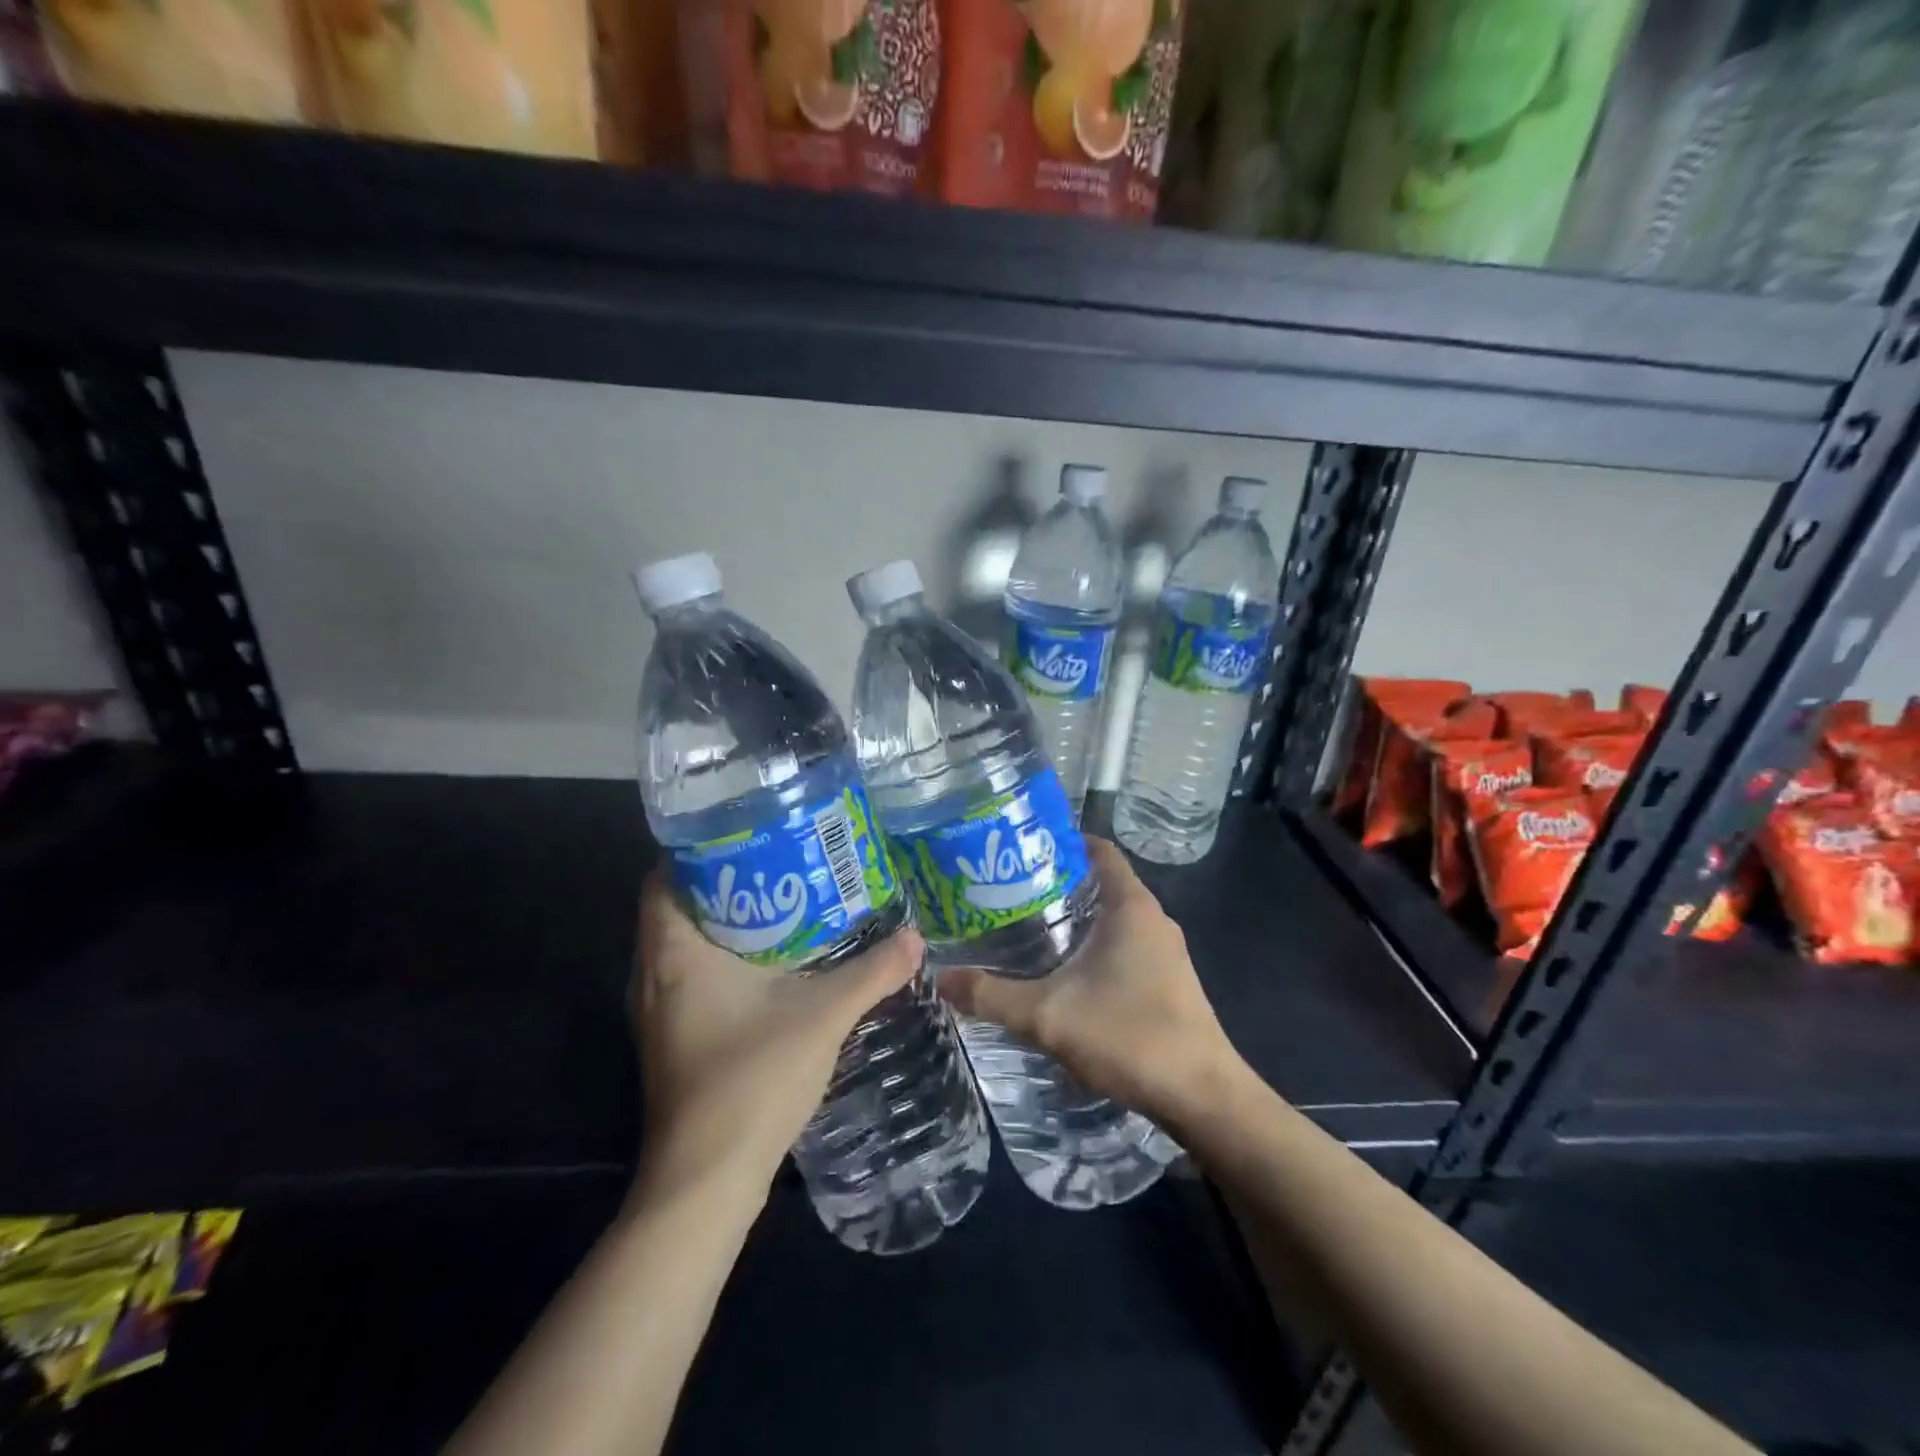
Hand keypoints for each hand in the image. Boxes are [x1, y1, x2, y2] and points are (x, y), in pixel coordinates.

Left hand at [631, 870, 922, 1199]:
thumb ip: (872, 973)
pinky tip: (769, 962)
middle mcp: (652, 974)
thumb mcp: (823, 1016)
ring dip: (723, 920)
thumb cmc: (752, 1081)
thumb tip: (916, 937)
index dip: (701, 849)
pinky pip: (688, 974)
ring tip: (781, 900)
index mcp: (674, 953)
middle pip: (676, 905)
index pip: (665, 875)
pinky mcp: (670, 1037)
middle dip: (724, 880)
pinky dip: (720, 956)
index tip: (750, 833)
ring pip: (682, 943)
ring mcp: (656, 1010)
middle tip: (779, 860)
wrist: (706, 1181)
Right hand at [937, 837, 1239, 1129]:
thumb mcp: (1047, 1015)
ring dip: (1075, 918)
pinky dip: (1093, 946)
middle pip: (1102, 882)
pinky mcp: (1169, 981)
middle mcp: (1153, 919)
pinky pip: (1125, 945)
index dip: (1062, 841)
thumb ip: (990, 995)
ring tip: (1025, 927)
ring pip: (1113, 918)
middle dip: (1057, 882)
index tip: (1020, 848)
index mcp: (1131, 907)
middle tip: (1007, 890)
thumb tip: (939, 978)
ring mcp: (1165, 952)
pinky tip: (1063, 972)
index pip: (1099, 850)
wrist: (1203, 1098)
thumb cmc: (1129, 1036)